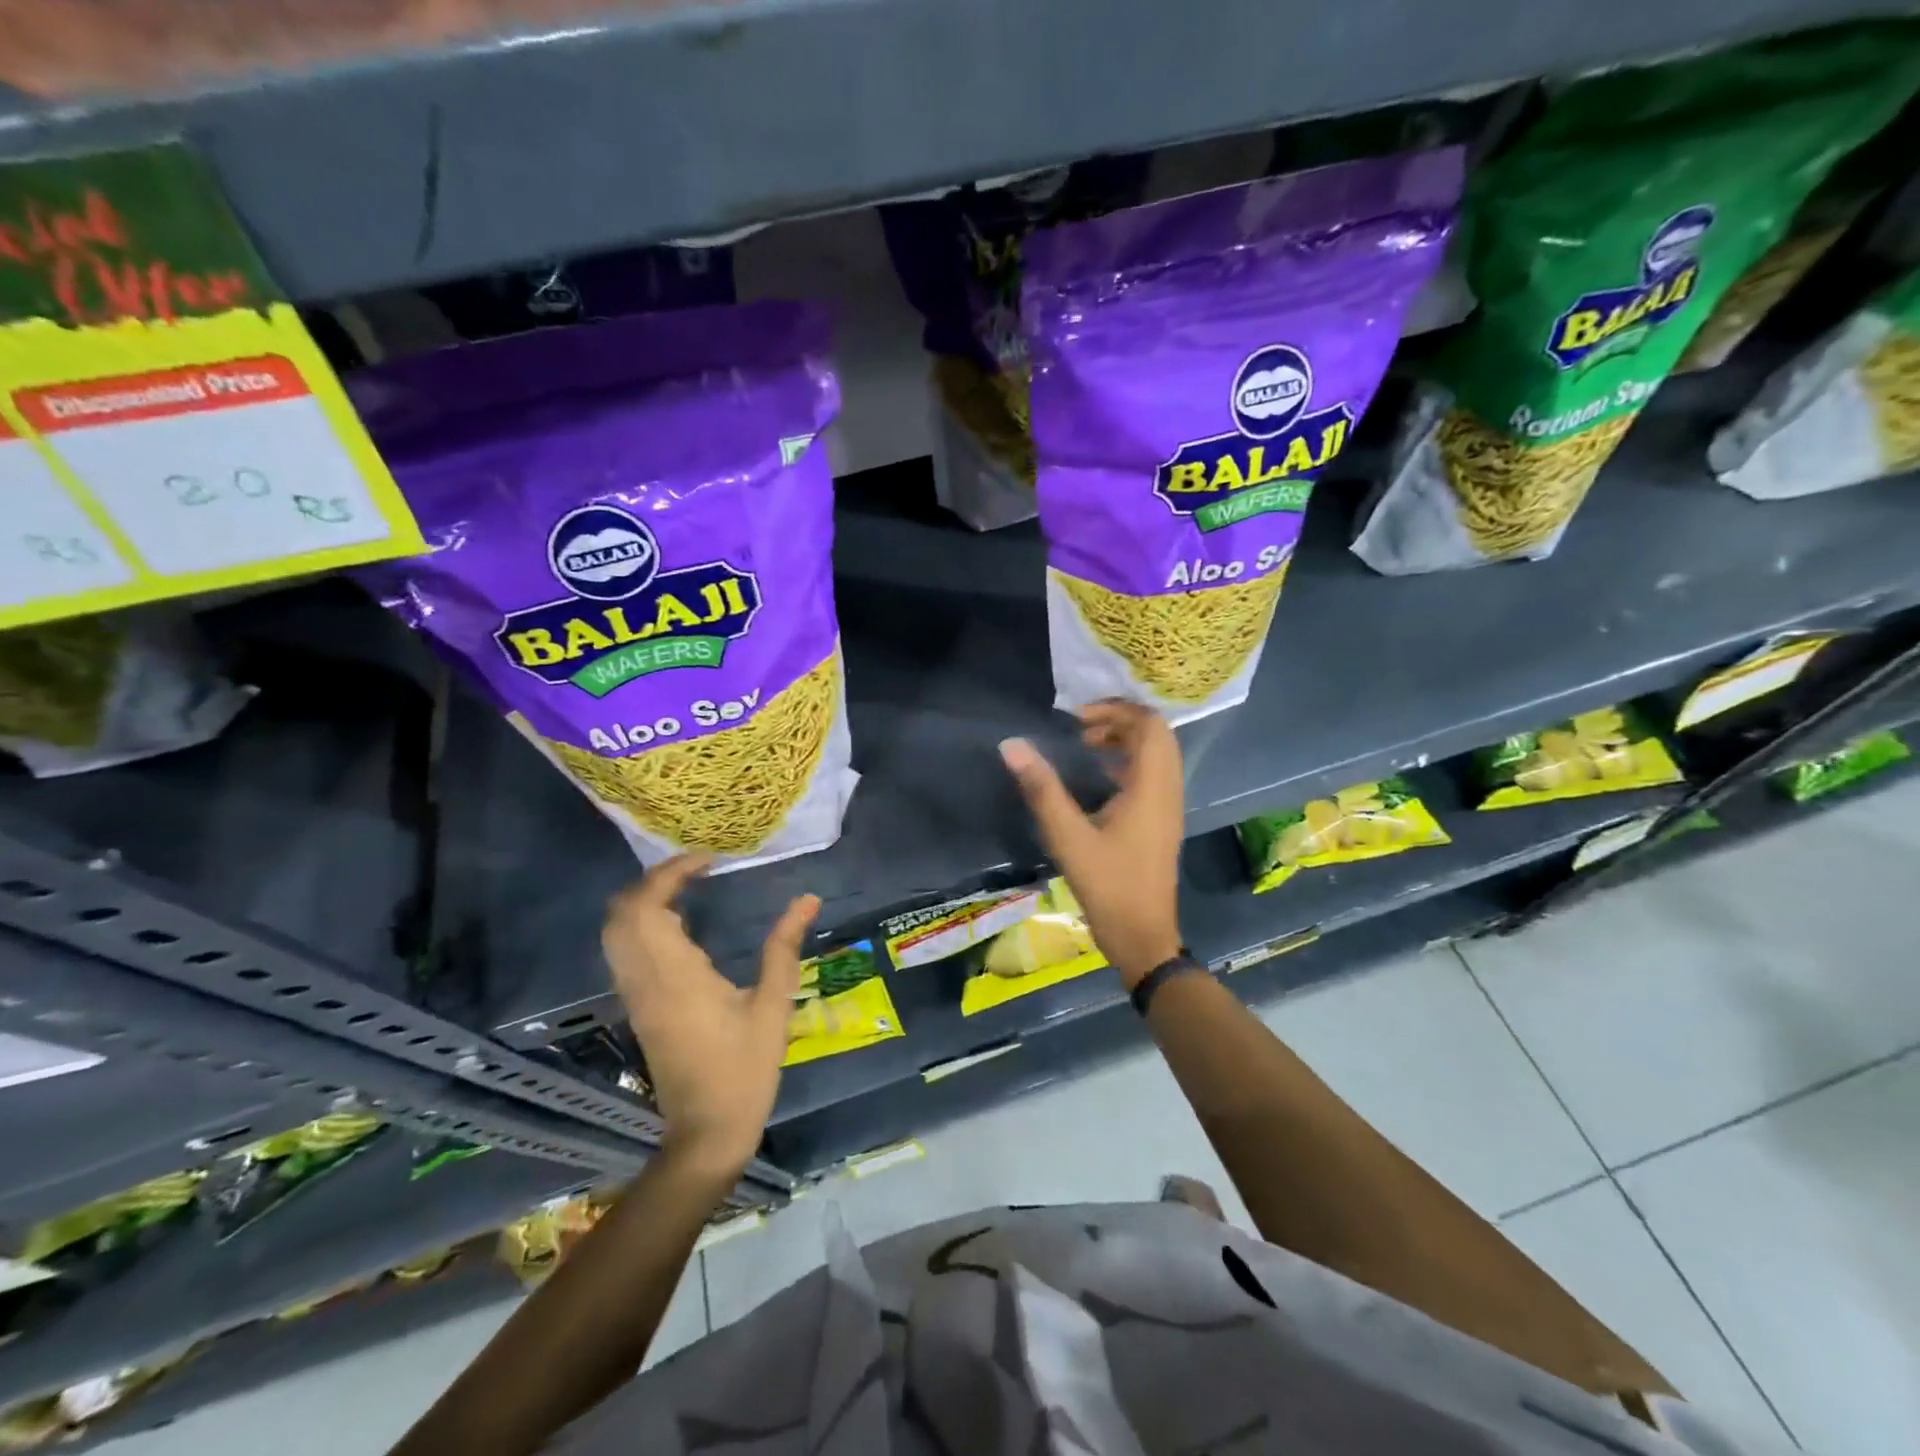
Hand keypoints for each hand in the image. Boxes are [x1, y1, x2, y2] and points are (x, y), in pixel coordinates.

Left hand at [602, 856, 818, 1178]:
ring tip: (688, 888)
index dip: (670, 872)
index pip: (648, 906)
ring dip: (644, 901)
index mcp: (676, 976)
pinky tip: (679, 924)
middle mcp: (645, 980)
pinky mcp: (638, 1008)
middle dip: (651, 881)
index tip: (709, 859)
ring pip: (616, 933)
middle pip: (621, 913)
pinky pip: (625, 952)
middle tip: (694, 868)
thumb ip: (784, 948)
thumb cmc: (744, 1070)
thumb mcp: (773, 1006)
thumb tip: (807, 899)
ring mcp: (636, 996)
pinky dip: (642, 924)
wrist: (706, 1132)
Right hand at [999, 701, 1184, 987]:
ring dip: (1123, 742)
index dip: (1115, 710)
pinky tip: (1094, 779)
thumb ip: (1041, 789)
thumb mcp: (1068, 837)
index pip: (1149, 725)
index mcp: (1152, 786)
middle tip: (1079, 729)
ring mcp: (1167, 807)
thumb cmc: (1108, 886)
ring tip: (1083, 747)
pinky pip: (1151, 776)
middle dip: (1118, 722)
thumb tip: (1012, 745)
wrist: (1142, 937)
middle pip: (1155, 735)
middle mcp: (1167, 790)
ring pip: (1155, 756)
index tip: (1076, 719)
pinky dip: (1126, 764)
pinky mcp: (1161, 822)